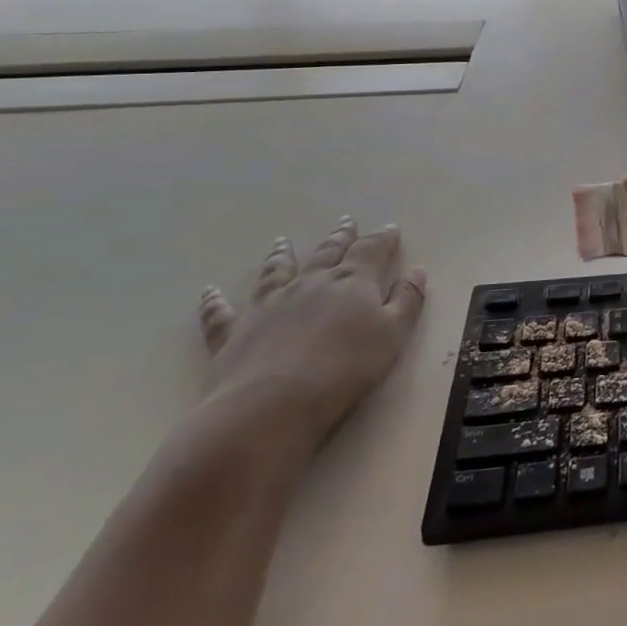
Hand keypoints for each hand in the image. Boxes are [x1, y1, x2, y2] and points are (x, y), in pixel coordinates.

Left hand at [197, 218, 425, 451]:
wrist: (274, 403)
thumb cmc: (347, 368)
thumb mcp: (394, 334)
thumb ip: (408, 300)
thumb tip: (416, 271)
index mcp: (352, 282)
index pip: (371, 251)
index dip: (383, 239)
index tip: (390, 228)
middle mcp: (311, 283)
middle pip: (328, 253)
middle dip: (340, 237)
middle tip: (346, 222)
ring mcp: (269, 304)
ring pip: (276, 271)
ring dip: (281, 255)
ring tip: (282, 242)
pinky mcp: (234, 331)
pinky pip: (221, 312)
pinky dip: (215, 301)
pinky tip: (210, 291)